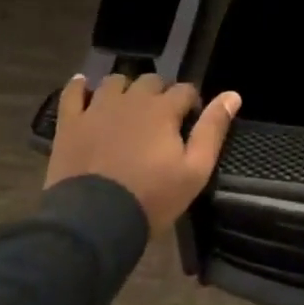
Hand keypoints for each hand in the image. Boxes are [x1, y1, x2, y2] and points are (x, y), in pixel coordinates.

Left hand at [46, 73, 240, 233]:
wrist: (92, 223)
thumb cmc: (150, 198)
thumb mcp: (195, 171)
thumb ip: (213, 129)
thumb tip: (233, 95)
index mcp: (163, 109)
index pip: (185, 90)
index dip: (191, 103)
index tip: (190, 122)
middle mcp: (132, 100)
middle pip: (151, 81)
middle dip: (160, 94)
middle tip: (160, 120)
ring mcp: (97, 109)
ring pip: (115, 82)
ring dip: (125, 90)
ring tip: (127, 109)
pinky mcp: (70, 124)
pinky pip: (72, 93)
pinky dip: (79, 87)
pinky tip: (84, 86)